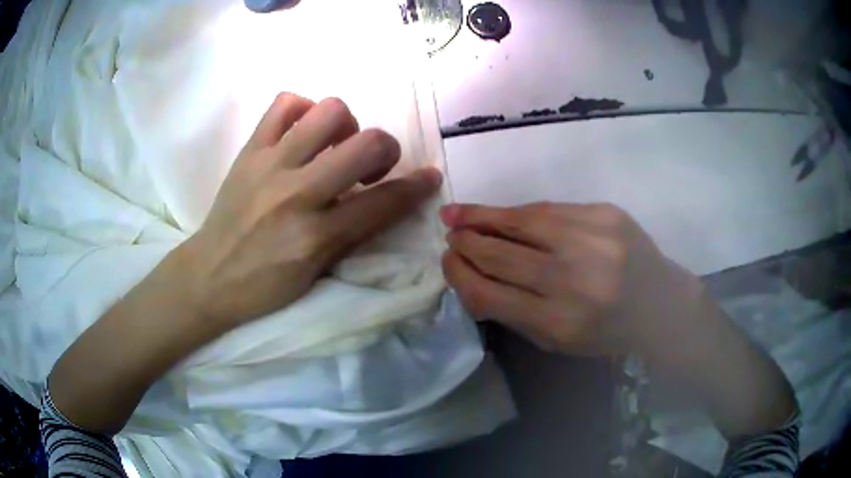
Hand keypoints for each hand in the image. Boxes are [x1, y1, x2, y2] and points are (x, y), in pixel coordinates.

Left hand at [180, 93, 441, 329]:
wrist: (208, 275)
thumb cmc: (263, 286)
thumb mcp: (315, 273)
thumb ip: (353, 234)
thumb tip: (387, 200)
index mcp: (315, 236)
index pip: (382, 203)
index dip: (416, 187)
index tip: (430, 177)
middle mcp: (296, 193)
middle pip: (366, 144)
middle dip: (386, 149)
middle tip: (372, 165)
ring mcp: (270, 165)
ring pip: (330, 112)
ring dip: (346, 125)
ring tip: (336, 145)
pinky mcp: (249, 150)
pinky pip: (284, 104)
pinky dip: (304, 109)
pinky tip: (303, 131)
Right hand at [441, 202, 691, 355]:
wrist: (660, 303)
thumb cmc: (606, 331)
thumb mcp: (556, 339)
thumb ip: (512, 311)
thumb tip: (469, 276)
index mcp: (558, 322)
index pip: (489, 293)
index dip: (459, 275)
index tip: (446, 263)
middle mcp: (573, 279)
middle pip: (499, 255)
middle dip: (465, 245)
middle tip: (450, 237)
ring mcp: (592, 239)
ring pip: (520, 221)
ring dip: (481, 217)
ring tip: (457, 214)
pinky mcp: (605, 213)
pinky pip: (549, 209)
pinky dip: (519, 213)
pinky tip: (502, 213)